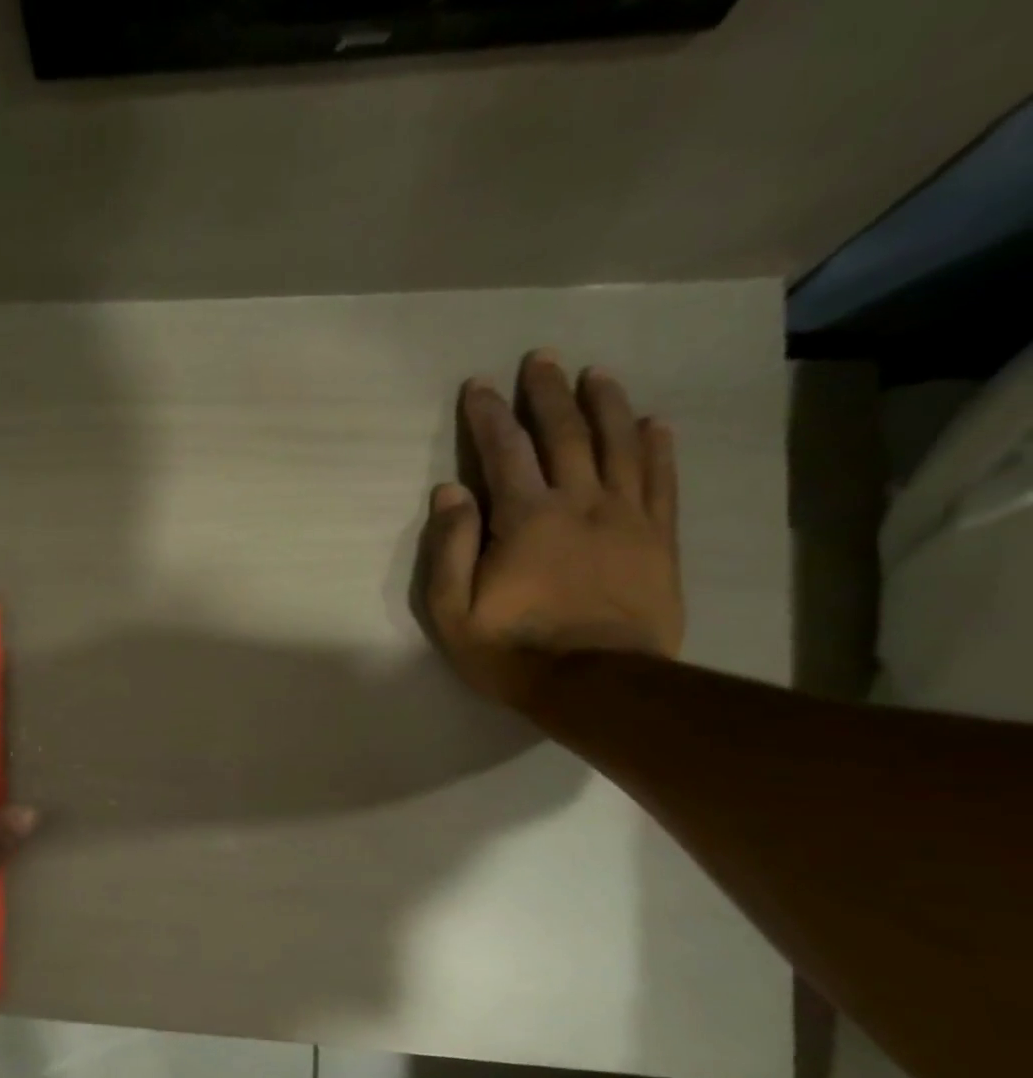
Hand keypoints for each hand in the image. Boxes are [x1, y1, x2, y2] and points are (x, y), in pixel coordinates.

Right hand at [417, 350, 684, 707]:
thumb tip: (450, 490)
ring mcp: (627, 517)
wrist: (597, 684)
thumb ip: (449, 547)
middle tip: (541, 359)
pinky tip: (654, 423)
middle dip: (548, 393)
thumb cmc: (512, 651)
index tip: (480, 385)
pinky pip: (661, 479)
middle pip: (566, 433)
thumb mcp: (453, 610)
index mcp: (526, 518)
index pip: (505, 451)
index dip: (490, 415)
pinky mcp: (658, 538)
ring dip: (606, 404)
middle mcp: (580, 502)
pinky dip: (657, 446)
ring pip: (620, 444)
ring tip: (596, 375)